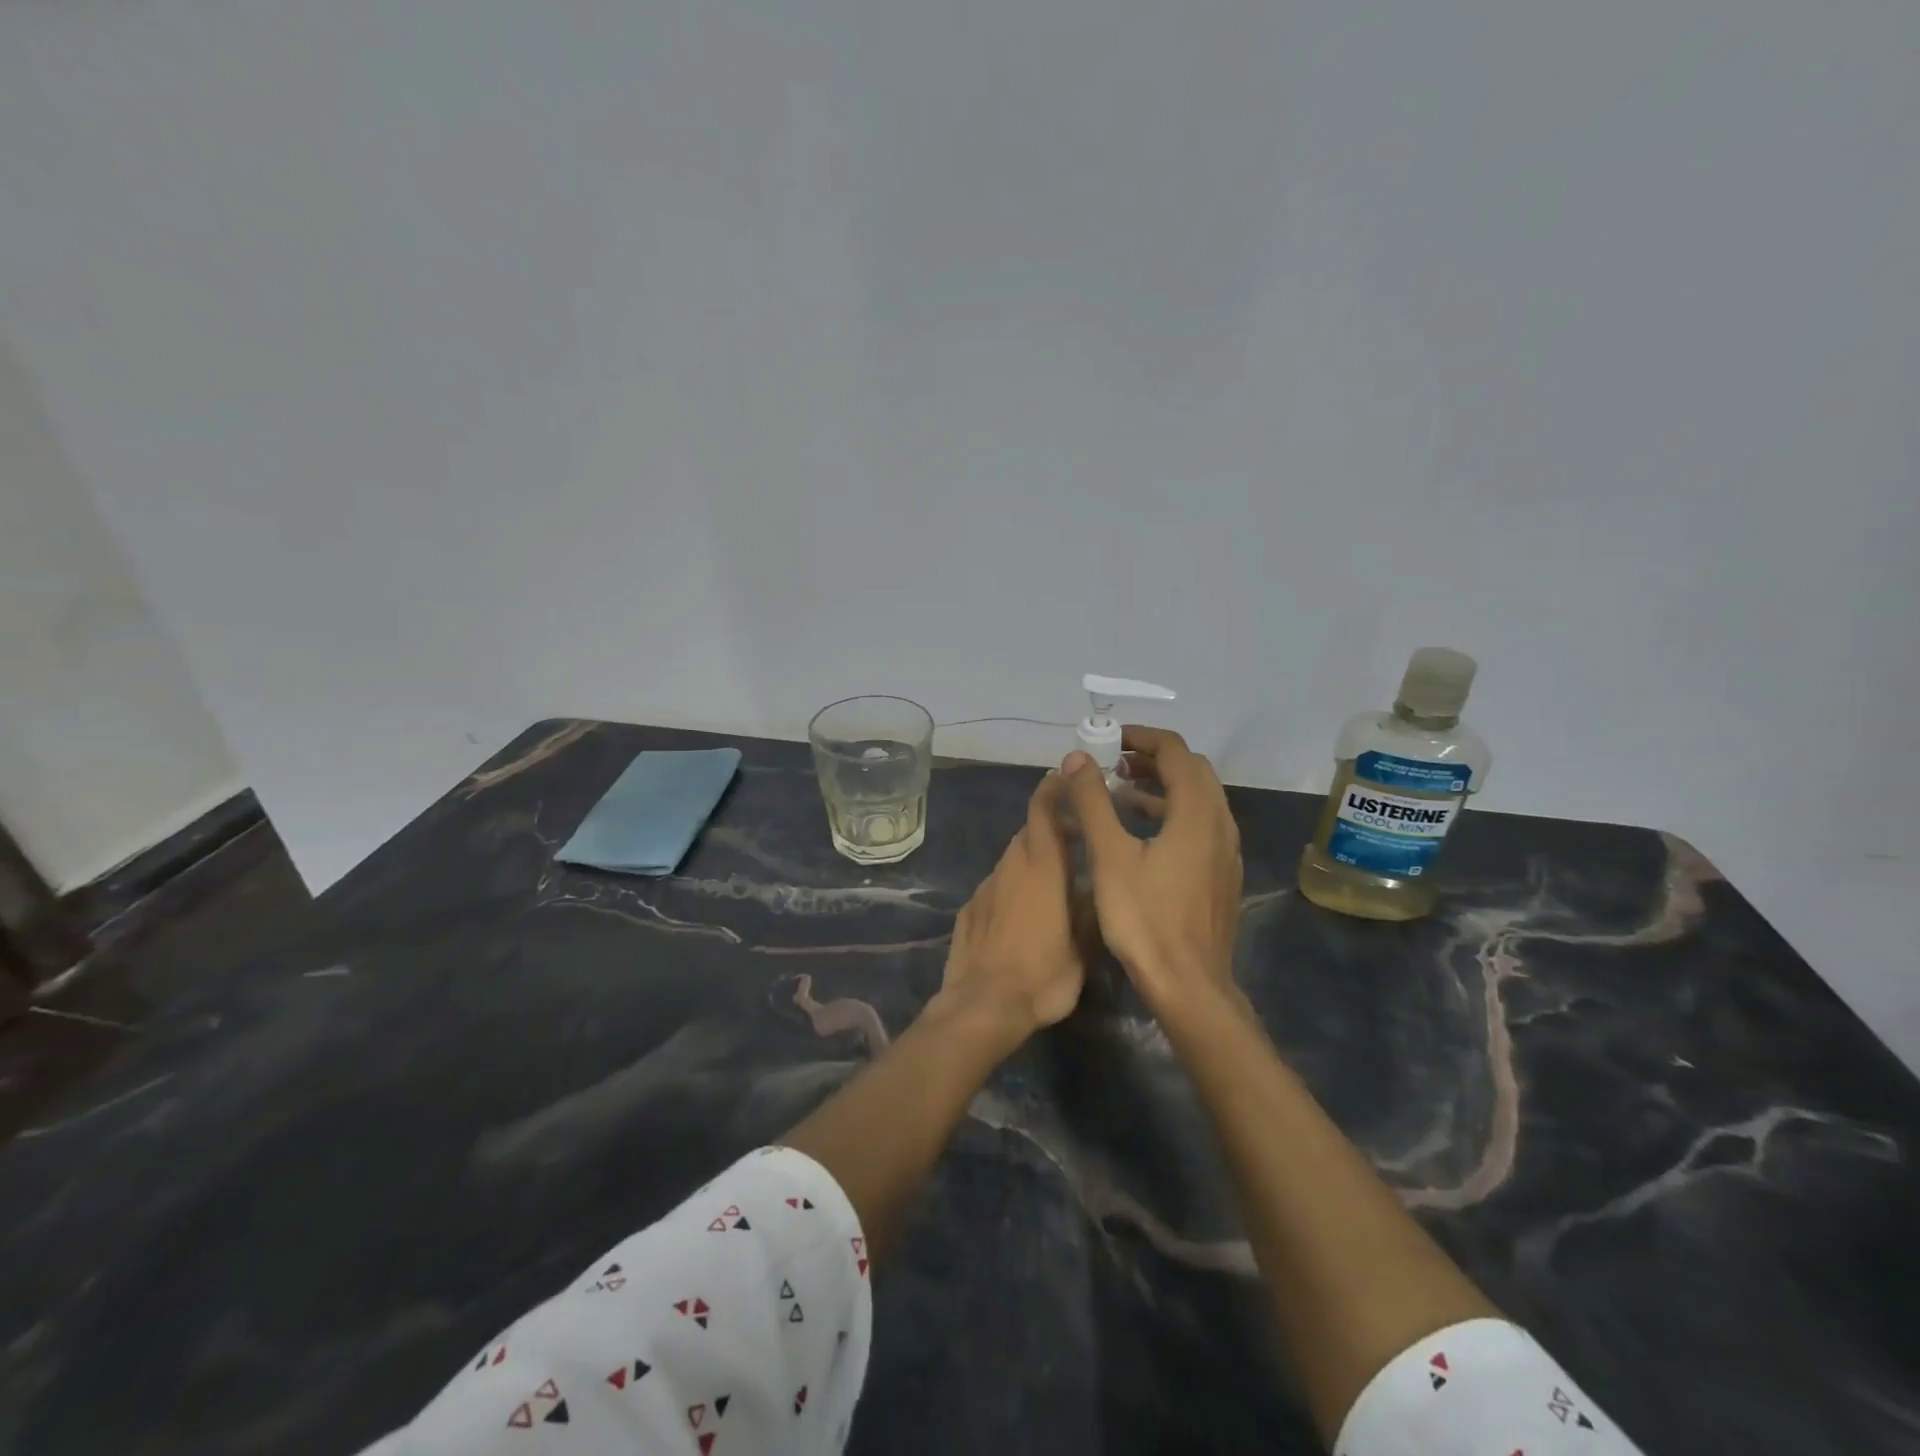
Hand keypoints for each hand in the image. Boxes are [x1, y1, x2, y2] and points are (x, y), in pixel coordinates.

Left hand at [937, 770, 1083, 1038]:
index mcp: (1042, 868)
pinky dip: (1011, 887)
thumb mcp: (1083, 947)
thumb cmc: (1042, 976)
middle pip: (1029, 833)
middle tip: (1075, 842)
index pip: (1043, 812)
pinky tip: (1021, 913)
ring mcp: (986, 887)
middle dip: (1050, 829)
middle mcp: (1010, 868)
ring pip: (1011, 860)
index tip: (1063, 777)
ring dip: (1031, 860)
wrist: (983, 1005)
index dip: (1052, 790)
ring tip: (1052, 881)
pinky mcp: (969, 909)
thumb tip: (1095, 888)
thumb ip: (1089, 909)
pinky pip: (996, 886)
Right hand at [1060, 727, 1243, 1013]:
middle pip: (1192, 770)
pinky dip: (1173, 812)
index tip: (1109, 740)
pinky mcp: (1222, 873)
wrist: (1189, 985)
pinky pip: (1201, 824)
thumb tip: (1075, 758)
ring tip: (1121, 793)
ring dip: (1162, 786)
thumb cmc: (1145, 918)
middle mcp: (1220, 823)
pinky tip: (1143, 835)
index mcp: (1196, 812)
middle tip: (1113, 764)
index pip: (1175, 751)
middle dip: (1152, 759)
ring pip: (1199, 798)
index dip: (1141, 737)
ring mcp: (1226, 850)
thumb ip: (1092, 801)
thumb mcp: (1109, 856)